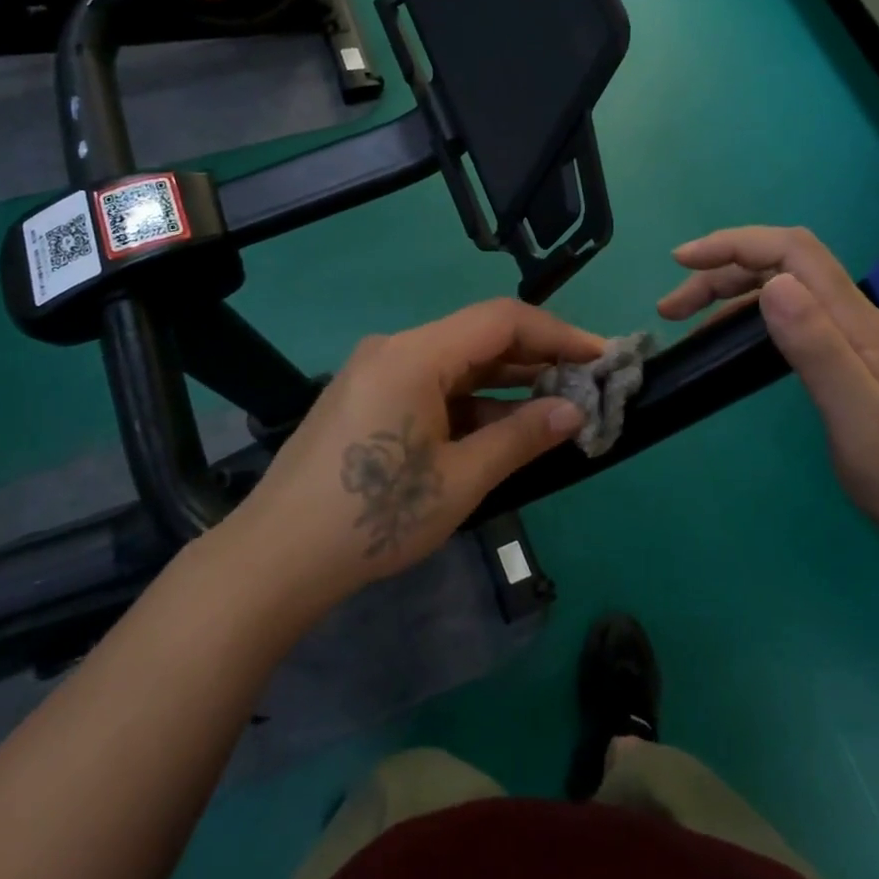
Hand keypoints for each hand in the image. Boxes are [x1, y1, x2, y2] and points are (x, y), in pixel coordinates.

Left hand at [236, 300, 602, 607]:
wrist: (276, 558)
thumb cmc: (373, 517)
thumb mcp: (459, 481)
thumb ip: (521, 437)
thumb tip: (574, 411)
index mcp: (415, 354)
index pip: (502, 320)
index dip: (559, 333)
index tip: (602, 357)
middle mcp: (394, 349)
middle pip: (478, 337)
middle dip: (536, 359)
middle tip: (585, 385)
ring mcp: (375, 372)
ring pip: (455, 364)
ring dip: (504, 384)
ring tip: (554, 410)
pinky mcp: (366, 398)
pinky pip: (431, 386)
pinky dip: (470, 403)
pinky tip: (499, 430)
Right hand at [658, 226, 878, 565]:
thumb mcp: (861, 418)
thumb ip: (817, 349)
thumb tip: (772, 284)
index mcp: (859, 324)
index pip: (793, 252)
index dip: (734, 244)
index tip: (681, 262)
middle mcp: (858, 322)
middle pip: (785, 266)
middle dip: (722, 271)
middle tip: (671, 309)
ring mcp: (858, 344)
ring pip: (788, 292)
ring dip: (733, 295)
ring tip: (688, 323)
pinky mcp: (854, 368)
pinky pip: (795, 322)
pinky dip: (752, 320)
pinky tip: (733, 345)